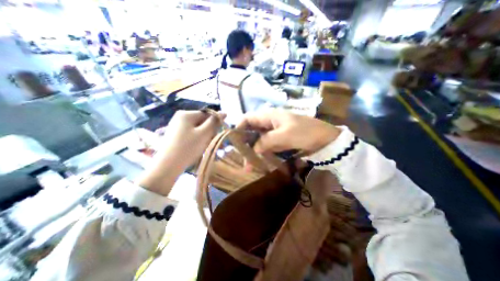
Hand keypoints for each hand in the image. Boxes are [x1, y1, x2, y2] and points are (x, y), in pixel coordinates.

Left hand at [136, 111, 222, 196]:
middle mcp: (181, 118)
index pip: (207, 114)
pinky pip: (192, 135)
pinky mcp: (177, 135)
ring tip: (208, 147)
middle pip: (203, 122)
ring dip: (206, 137)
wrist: (167, 166)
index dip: (215, 123)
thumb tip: (224, 113)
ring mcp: (178, 127)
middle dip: (210, 132)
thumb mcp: (204, 133)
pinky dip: (199, 140)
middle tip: (213, 142)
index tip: (220, 133)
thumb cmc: (188, 147)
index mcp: (186, 114)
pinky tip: (200, 148)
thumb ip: (214, 122)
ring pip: (199, 130)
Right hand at [237, 110, 339, 154]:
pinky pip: (267, 145)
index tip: (234, 141)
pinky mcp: (280, 140)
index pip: (248, 118)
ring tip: (249, 165)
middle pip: (252, 130)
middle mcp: (270, 122)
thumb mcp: (285, 136)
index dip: (239, 127)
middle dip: (246, 143)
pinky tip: (260, 161)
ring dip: (254, 150)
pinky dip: (263, 153)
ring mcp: (275, 132)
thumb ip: (266, 141)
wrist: (326, 140)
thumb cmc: (306, 133)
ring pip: (259, 139)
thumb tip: (254, 148)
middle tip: (242, 158)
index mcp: (270, 116)